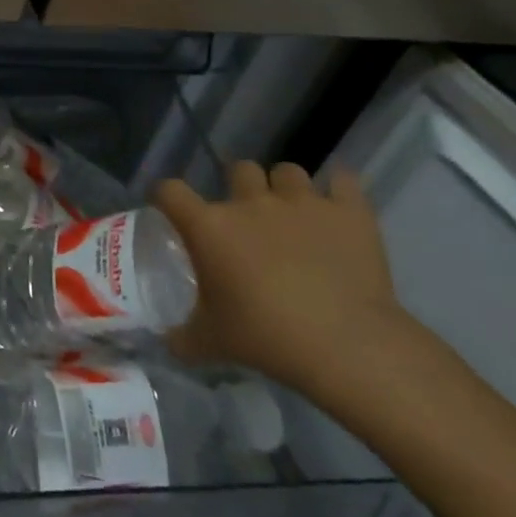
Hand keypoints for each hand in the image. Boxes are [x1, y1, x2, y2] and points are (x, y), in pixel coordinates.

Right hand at [152, 161, 411, 393]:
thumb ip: (182, 336)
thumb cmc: (267, 338)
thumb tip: (168, 341)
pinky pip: (343, 181)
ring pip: (288, 172)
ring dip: (286, 188)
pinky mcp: (349, 212)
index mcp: (209, 226)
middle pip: (239, 170)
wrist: (347, 347)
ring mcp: (302, 203)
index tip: (172, 212)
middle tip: (247, 219)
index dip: (166, 197)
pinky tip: (337, 209)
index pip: (170, 191)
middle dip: (241, 187)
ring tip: (294, 214)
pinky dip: (339, 191)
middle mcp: (251, 203)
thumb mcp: (211, 343)